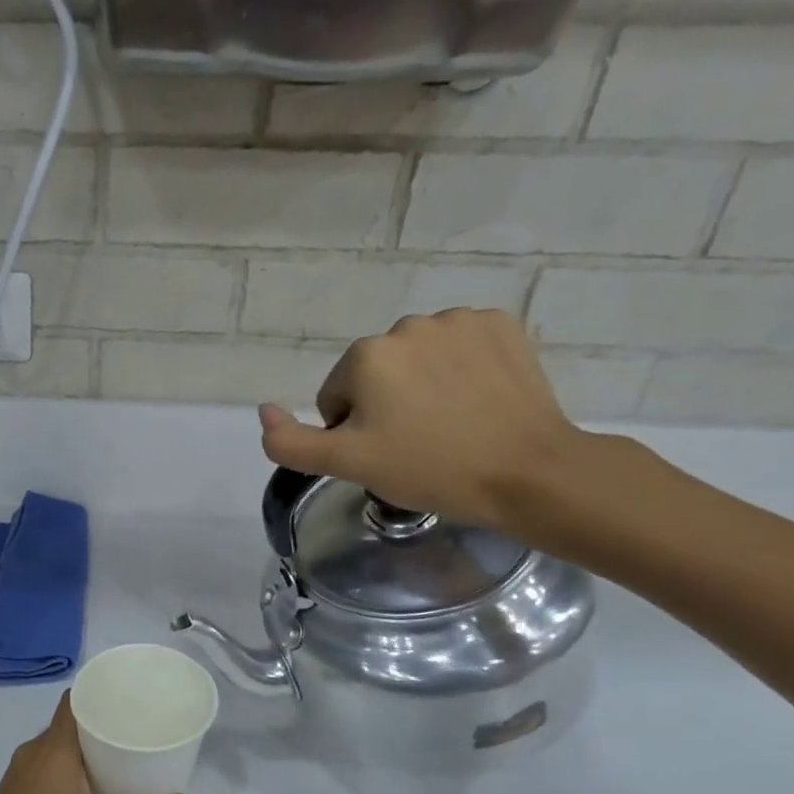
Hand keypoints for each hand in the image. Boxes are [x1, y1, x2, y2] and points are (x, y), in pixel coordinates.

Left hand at [0, 695, 191, 793]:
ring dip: (86, 748)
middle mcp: (33, 751)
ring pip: (58, 746)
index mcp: (53, 748)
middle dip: (103, 722)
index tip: (131, 694)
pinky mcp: (13, 792)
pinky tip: (90, 787)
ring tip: (122, 756)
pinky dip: (70, 766)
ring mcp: (19, 772)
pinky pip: (47, 764)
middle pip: (70, 722)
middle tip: (139, 729)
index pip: (75, 700)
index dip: (101, 691)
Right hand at [258, 309, 582, 529]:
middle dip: (387, 404)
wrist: (529, 473)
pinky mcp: (502, 325)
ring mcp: (460, 321)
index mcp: (366, 356)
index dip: (354, 431)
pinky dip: (463, 369)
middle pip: (377, 373)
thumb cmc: (430, 469)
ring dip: (424, 385)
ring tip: (452, 424)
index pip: (338, 396)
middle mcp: (407, 325)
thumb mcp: (347, 465)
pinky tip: (479, 400)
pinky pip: (461, 346)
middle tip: (418, 443)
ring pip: (419, 359)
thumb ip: (290, 442)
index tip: (387, 454)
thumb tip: (264, 411)